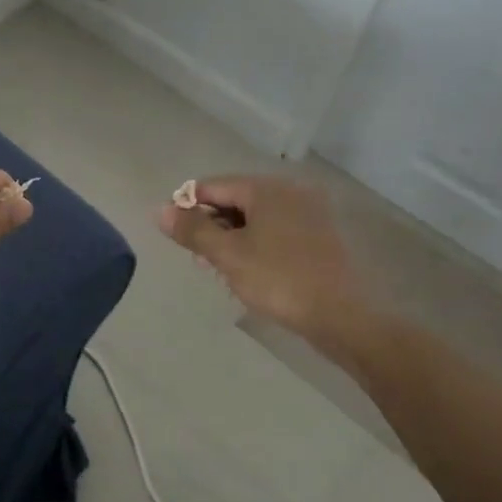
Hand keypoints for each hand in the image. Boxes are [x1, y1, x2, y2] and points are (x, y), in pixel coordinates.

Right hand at [157, 175, 362, 348]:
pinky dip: (257, 244)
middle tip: (199, 257)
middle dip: (212, 225)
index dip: (188, 206)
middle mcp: (289, 191)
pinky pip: (276, 230)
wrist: (341, 316)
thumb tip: (160, 210)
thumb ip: (192, 230)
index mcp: (266, 188)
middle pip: (236, 199)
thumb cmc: (278, 279)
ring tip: (221, 268)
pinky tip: (250, 271)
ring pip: (256, 217)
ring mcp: (309, 213)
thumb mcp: (228, 255)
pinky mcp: (319, 236)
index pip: (214, 185)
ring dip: (233, 237)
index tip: (176, 235)